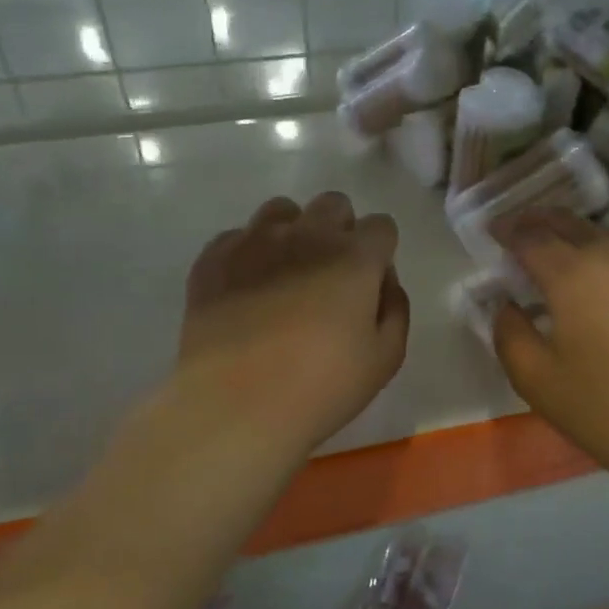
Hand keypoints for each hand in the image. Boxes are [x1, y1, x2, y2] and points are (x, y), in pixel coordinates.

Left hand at [176, 193, 409, 455]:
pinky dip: (249, 253)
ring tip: (287, 274)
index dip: (381, 252)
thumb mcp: (386, 358)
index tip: (371, 283)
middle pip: (333, 204)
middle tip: (332, 276)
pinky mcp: (213, 259)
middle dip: (341, 230)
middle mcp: (307, 234)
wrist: (236, 403)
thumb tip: (383, 280)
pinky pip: (238, 236)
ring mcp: (254, 241)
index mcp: (354, 257)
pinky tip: (247, 288)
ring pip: (282, 210)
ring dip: (294, 231)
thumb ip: (395, 308)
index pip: (381, 226)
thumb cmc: (322, 386)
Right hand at [490, 209, 608, 484]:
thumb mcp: (535, 378)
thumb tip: (506, 305)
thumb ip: (509, 332)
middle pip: (570, 224)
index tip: (491, 231)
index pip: (531, 236)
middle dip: (539, 221)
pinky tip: (596, 283)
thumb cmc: (602, 407)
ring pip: (602, 238)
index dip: (507, 230)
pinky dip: (601, 257)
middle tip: (518, 229)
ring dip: (572, 237)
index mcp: (572, 275)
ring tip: (554, 254)